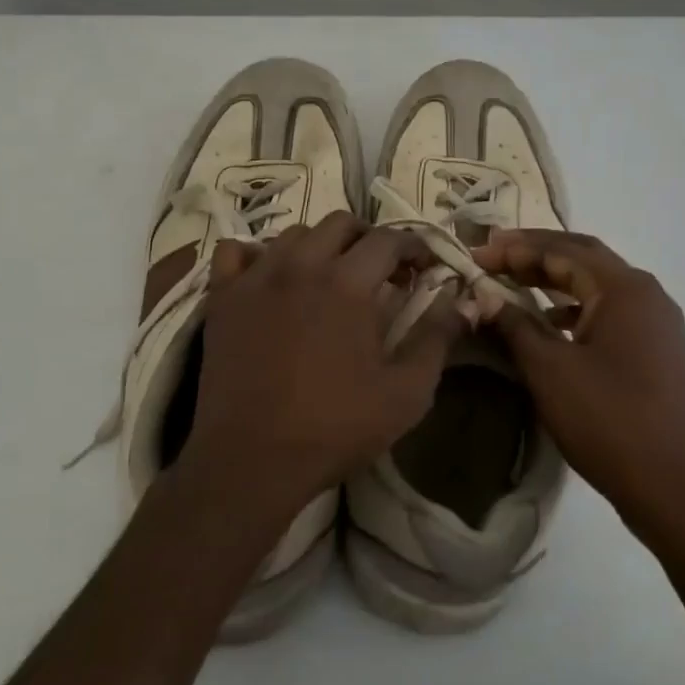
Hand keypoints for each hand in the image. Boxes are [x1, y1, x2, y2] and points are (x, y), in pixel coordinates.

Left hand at [183, 212, 468, 515]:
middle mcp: (301, 266)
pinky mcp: (223, 297)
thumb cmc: (335, 428)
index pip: (389, 240)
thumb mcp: (406, 393)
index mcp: (348, 284)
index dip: (415, 247)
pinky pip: (235, 252)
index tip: (425, 267)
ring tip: (330, 275)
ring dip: (320, 245)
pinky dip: (257, 255)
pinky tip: (269, 276)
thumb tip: (461, 300)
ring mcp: (256, 278)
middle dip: (369, 238)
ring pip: (293, 234)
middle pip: (341, 224)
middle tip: (381, 271)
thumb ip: (437, 338)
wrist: (251, 460)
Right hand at [472, 230, 684, 536]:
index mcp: (624, 288)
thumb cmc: (610, 421)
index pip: (562, 250)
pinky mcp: (659, 351)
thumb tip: (485, 296)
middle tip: (493, 257)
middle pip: (584, 258)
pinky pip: (611, 313)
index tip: (476, 253)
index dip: (515, 248)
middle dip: (536, 254)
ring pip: (598, 286)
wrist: (679, 490)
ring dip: (555, 279)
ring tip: (514, 284)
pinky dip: (576, 308)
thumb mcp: (550, 370)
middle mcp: (647, 295)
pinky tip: (553, 324)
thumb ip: (515, 325)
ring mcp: (658, 324)